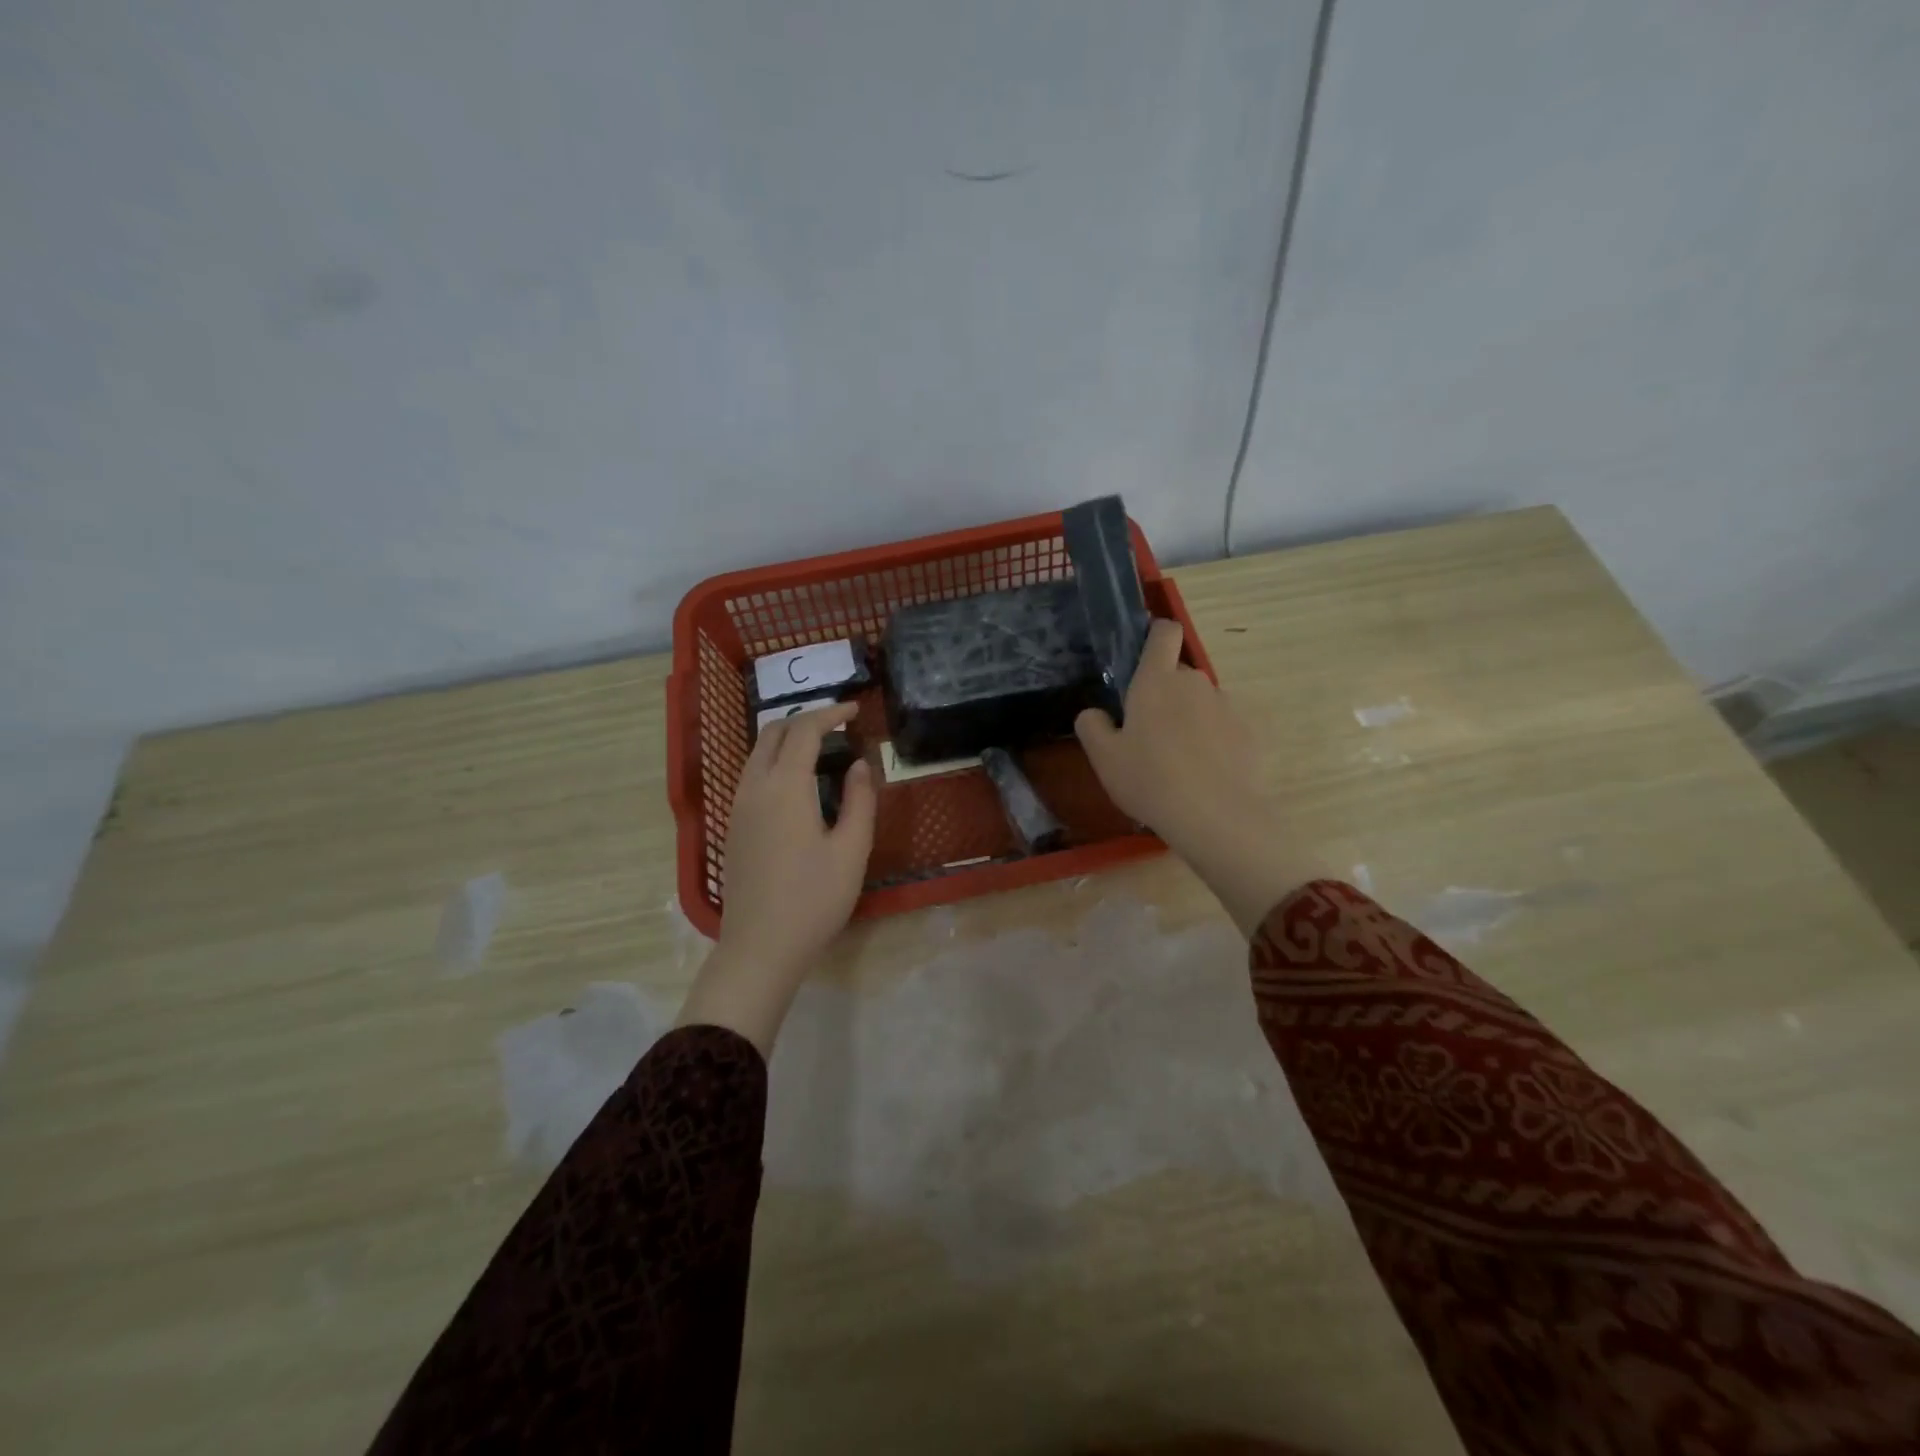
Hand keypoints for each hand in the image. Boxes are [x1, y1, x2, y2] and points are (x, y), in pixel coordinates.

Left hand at [677, 703, 876, 1053]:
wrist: (760, 947)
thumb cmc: (813, 900)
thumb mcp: (851, 851)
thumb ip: (859, 801)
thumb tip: (860, 766)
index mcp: (784, 787)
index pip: (804, 730)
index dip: (831, 714)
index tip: (856, 711)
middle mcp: (754, 787)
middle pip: (772, 733)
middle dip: (805, 719)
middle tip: (838, 725)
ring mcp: (738, 807)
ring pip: (757, 753)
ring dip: (786, 739)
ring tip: (820, 748)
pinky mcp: (734, 826)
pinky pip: (751, 774)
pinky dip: (774, 760)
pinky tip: (796, 781)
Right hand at [1075, 619, 1320, 934]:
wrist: (1213, 816)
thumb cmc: (1149, 779)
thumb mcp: (1103, 757)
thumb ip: (1092, 726)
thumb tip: (1095, 713)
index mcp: (1156, 680)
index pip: (1164, 632)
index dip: (1156, 635)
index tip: (1144, 656)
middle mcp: (1195, 682)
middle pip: (1179, 674)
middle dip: (1165, 694)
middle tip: (1149, 734)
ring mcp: (1227, 706)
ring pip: (1202, 702)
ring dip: (1190, 719)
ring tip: (1179, 760)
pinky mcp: (1250, 732)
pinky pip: (1224, 728)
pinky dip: (1214, 741)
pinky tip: (1205, 773)